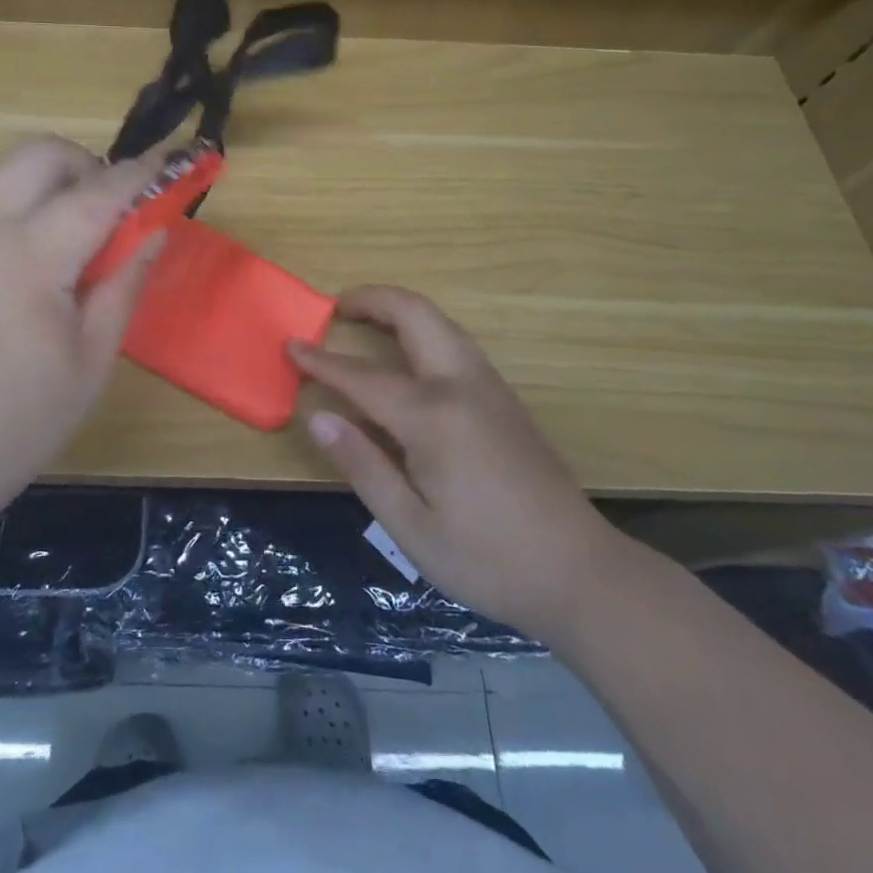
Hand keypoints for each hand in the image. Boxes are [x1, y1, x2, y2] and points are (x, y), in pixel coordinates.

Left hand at [0, 136, 162, 543]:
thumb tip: (156, 229)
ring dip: (52, 174)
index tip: (172, 164)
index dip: (140, 175)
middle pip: (39, 153)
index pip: (96, 194)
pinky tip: (40, 245)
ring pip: (7, 164)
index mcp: (28, 261)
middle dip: (87, 163)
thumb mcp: (92, 359)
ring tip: (80, 224)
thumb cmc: (22, 420)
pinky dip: (23, 194)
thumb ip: (125, 282)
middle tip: (115, 208)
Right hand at [291, 286, 626, 637]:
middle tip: (335, 306)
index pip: (363, 377)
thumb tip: (318, 416)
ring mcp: (490, 388)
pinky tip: (407, 357)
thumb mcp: (410, 526)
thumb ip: (362, 465)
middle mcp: (462, 386)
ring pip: (440, 322)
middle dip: (372, 299)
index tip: (290, 345)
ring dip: (399, 310)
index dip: (322, 361)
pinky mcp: (505, 400)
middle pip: (415, 315)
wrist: (581, 573)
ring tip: (364, 321)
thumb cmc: (487, 558)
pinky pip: (455, 343)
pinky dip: (421, 329)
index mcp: (433, 416)